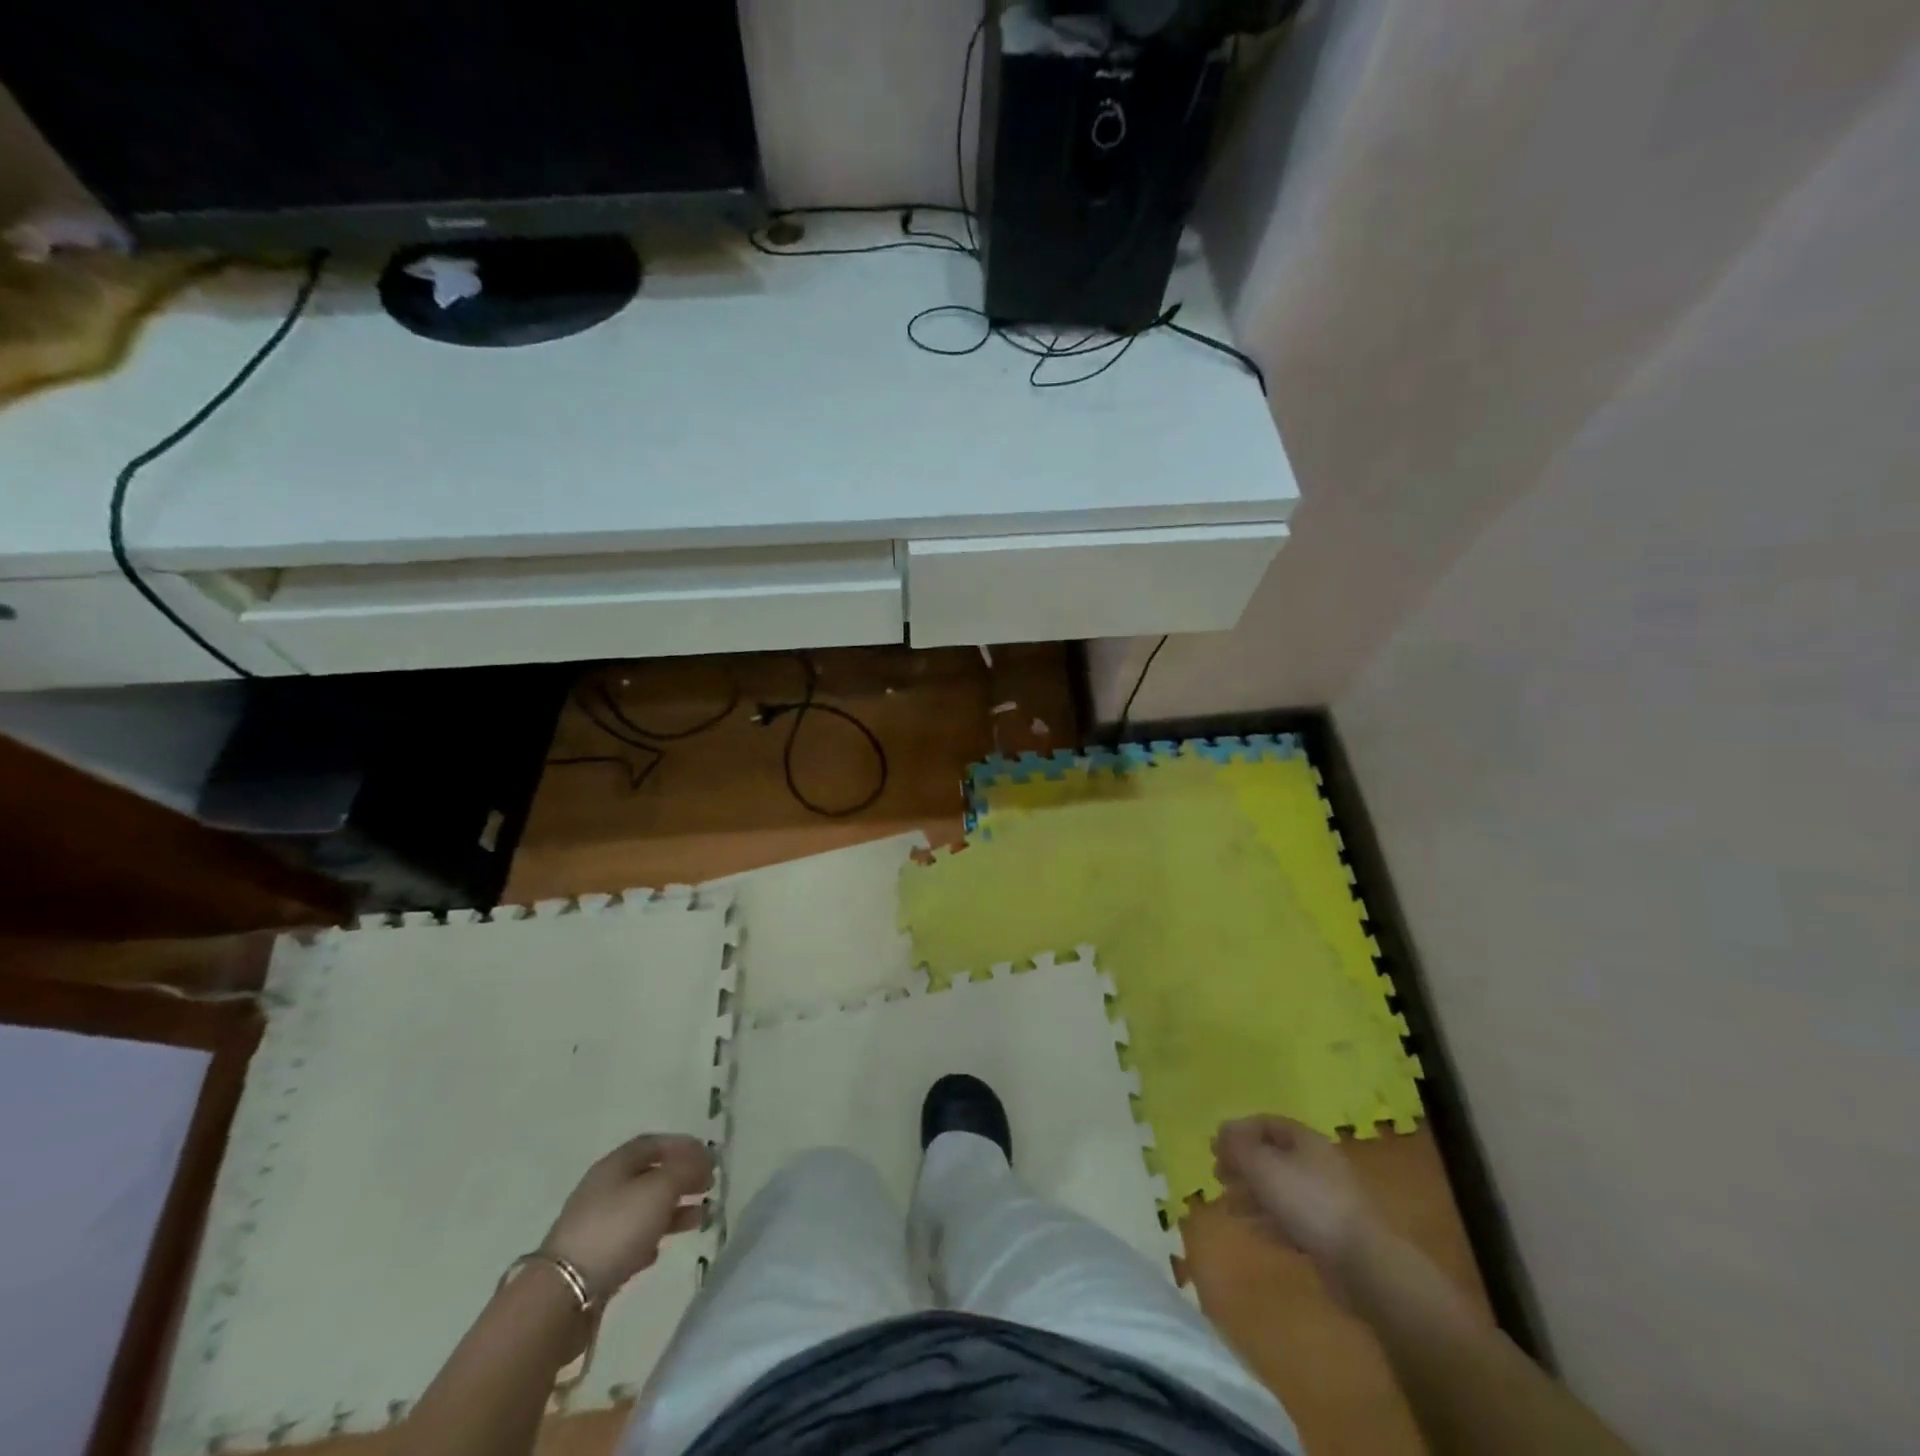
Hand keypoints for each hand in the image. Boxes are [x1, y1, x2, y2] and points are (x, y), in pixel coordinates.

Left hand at [540, 1133, 713, 1302]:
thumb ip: (686, 1170)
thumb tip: (704, 1161)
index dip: (684, 1146)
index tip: (710, 1157)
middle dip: (682, 1178)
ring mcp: (597, 1224)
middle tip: (709, 1186)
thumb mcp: (659, 1189)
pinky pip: (630, 1239)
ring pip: (643, 1208)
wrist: (562, 1294)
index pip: (654, 1143)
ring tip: (700, 1218)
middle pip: (650, 1175)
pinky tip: (661, 1249)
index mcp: (616, 1164)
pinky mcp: (594, 1258)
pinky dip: (651, 1237)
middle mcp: (604, 1188)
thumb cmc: (616, 1228)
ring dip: (673, 1209)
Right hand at [1213, 1115, 1380, 1298]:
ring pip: (1280, 1190)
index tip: (1214, 1147)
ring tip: (1229, 1207)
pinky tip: (1253, 1230)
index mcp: (1306, 1141)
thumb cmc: (1308, 1202)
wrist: (1362, 1263)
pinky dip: (1270, 1221)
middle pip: (1272, 1157)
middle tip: (1218, 1176)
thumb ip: (1238, 1146)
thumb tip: (1222, 1129)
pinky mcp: (1329, 1233)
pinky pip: (1292, 1219)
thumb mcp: (1264, 1167)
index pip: (1267, 1124)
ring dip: (1252, 1196)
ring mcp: (1325, 1200)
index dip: (1238, 1131)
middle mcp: (1317, 1165)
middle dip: (1243, 1165)